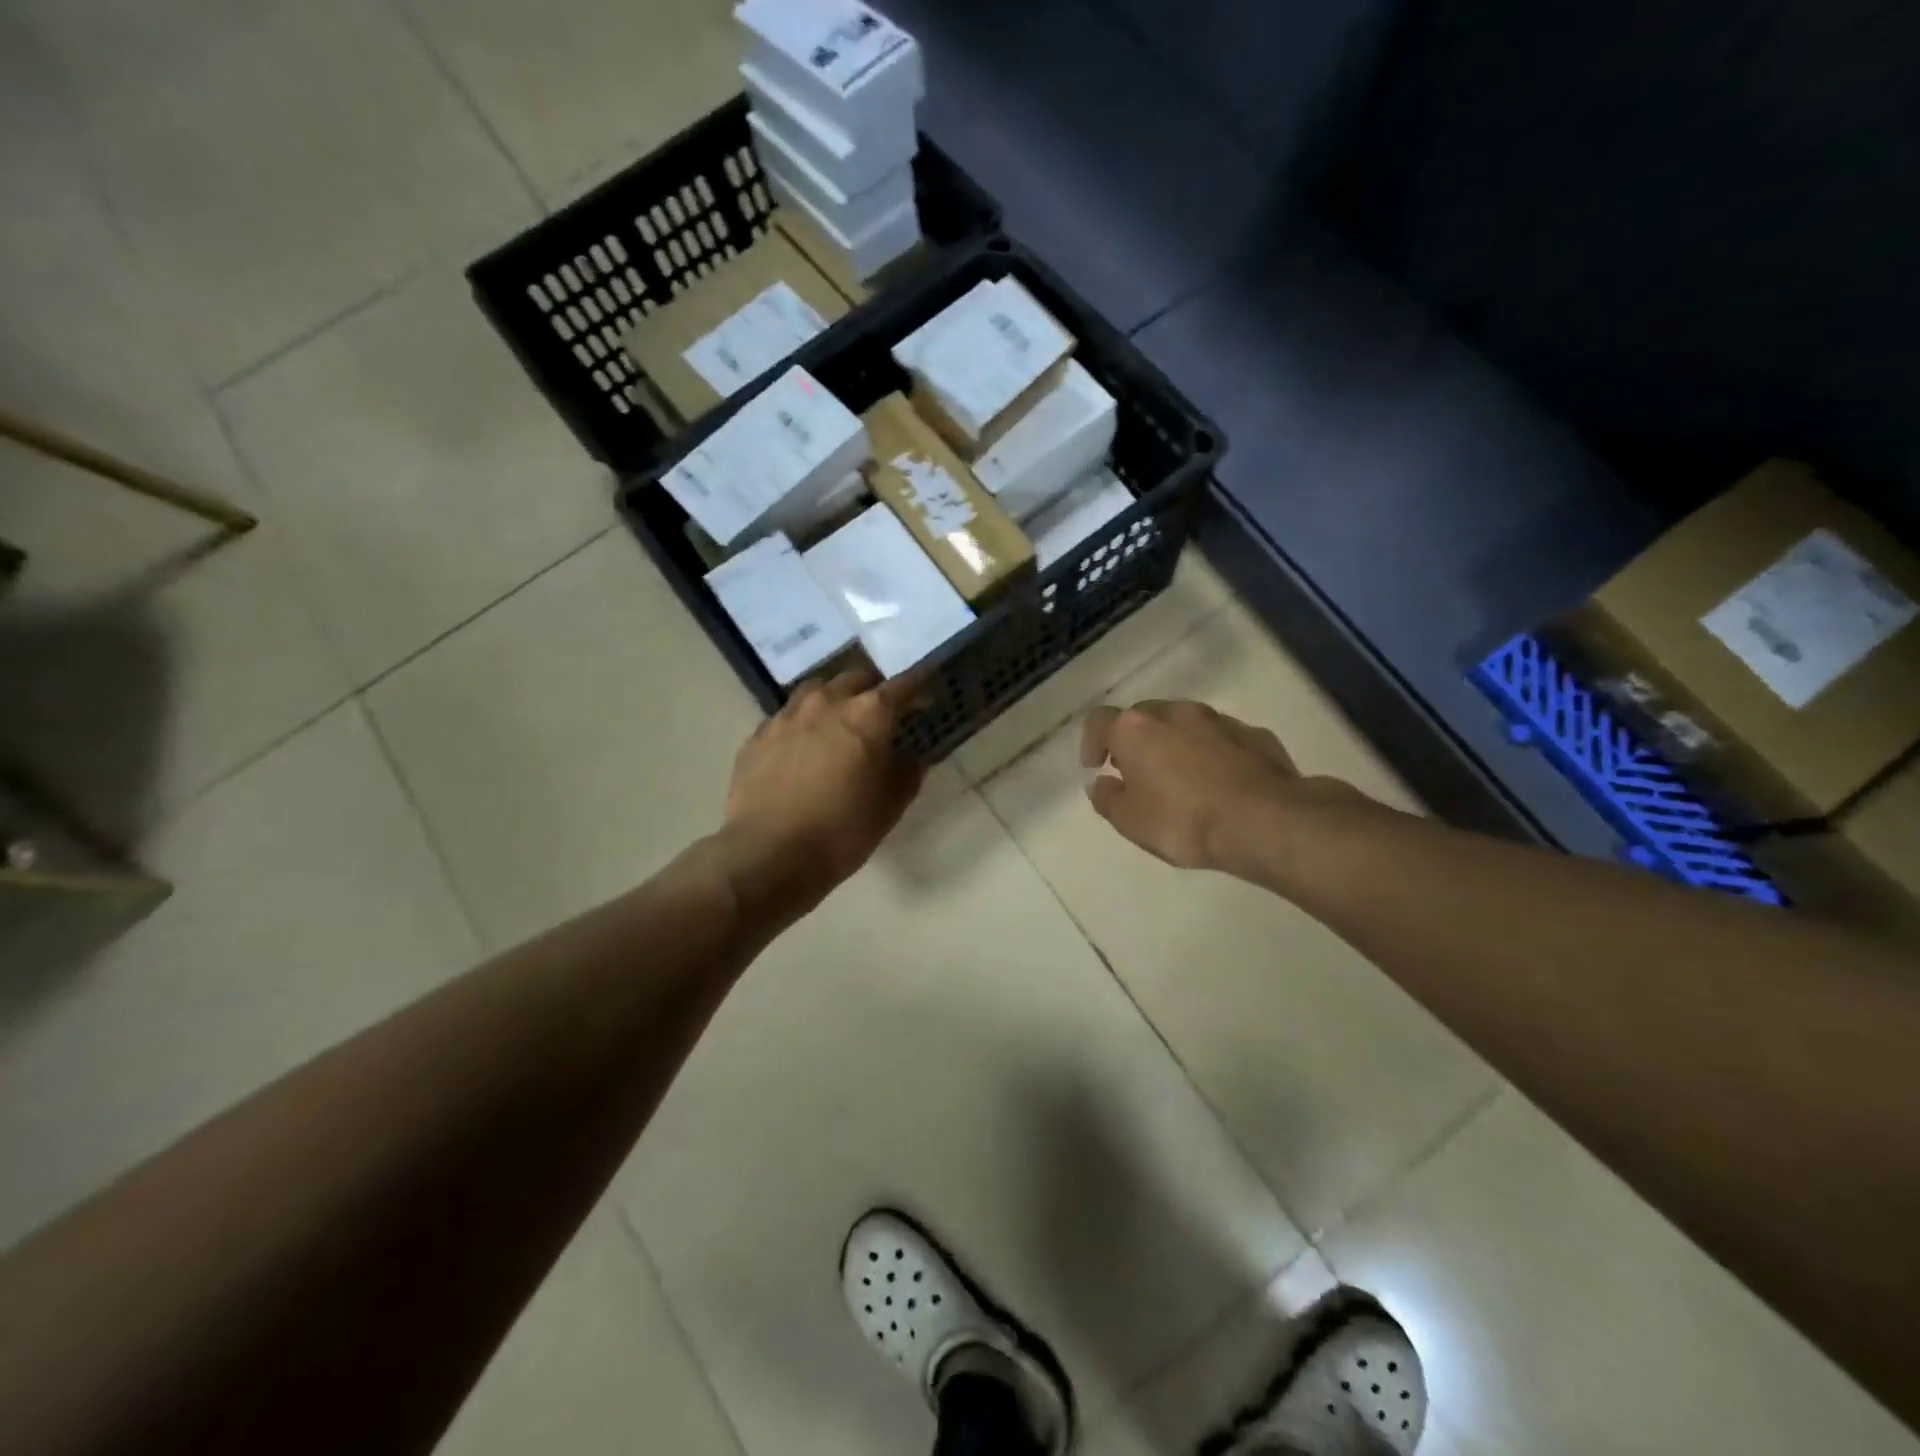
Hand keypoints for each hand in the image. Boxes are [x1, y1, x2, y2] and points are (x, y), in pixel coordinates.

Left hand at [720, 668, 925, 919]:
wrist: (768, 855)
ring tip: (839, 722)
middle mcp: (827, 702)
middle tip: (882, 712)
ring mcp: (787, 716)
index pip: (903, 686)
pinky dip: (803, 724)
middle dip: (874, 689)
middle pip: (856, 678)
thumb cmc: (841, 831)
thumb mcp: (889, 807)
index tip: (928, 693)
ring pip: (817, 689)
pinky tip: (802, 747)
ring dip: (835, 698)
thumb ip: (907, 773)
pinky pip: (787, 717)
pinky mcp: (758, 736)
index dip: (920, 686)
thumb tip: (910, 758)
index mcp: (868, 714)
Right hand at [1081, 699, 1369, 874]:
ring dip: (1176, 744)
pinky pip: (1222, 740)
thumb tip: (1102, 784)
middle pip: (1144, 716)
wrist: (1266, 822)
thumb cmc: (1184, 821)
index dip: (1092, 742)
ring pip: (1186, 723)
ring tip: (1180, 778)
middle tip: (1136, 772)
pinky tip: (1220, 783)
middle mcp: (1176, 713)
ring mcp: (1219, 720)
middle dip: (1136, 740)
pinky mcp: (1255, 735)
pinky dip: (1213, 754)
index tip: (1096, 766)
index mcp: (1137, 729)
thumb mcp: (1131, 821)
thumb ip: (1108, 799)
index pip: (1100, 721)